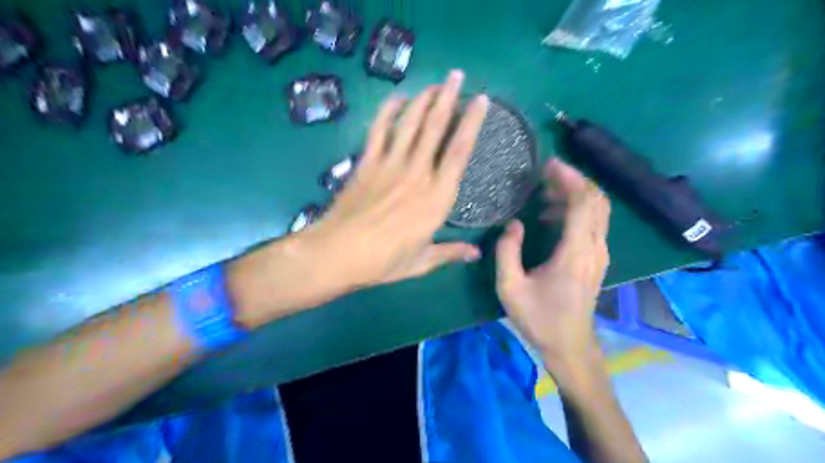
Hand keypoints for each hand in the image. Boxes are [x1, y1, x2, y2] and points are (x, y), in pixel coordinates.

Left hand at [304, 69, 487, 285]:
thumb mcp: (420, 262)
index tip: (481, 101)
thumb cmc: (383, 261)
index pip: (460, 152)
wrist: (338, 253)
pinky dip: (388, 111)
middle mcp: (417, 173)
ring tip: (434, 83)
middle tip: (457, 76)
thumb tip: (476, 253)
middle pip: (436, 127)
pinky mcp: (367, 162)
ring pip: (411, 122)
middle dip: (449, 97)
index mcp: (436, 198)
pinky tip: (397, 99)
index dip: (472, 123)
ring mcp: (390, 164)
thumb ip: (450, 253)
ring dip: (423, 99)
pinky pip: (379, 129)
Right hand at [492, 159, 607, 364]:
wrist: (570, 346)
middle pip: (597, 201)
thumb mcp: (510, 287)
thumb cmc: (539, 318)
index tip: (550, 165)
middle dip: (574, 181)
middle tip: (547, 174)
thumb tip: (514, 224)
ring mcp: (600, 254)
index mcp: (575, 252)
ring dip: (575, 195)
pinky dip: (576, 210)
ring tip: (544, 194)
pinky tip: (551, 217)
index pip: (583, 203)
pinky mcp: (597, 259)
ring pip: (598, 211)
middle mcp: (595, 248)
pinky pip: (593, 224)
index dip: (569, 179)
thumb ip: (507, 251)